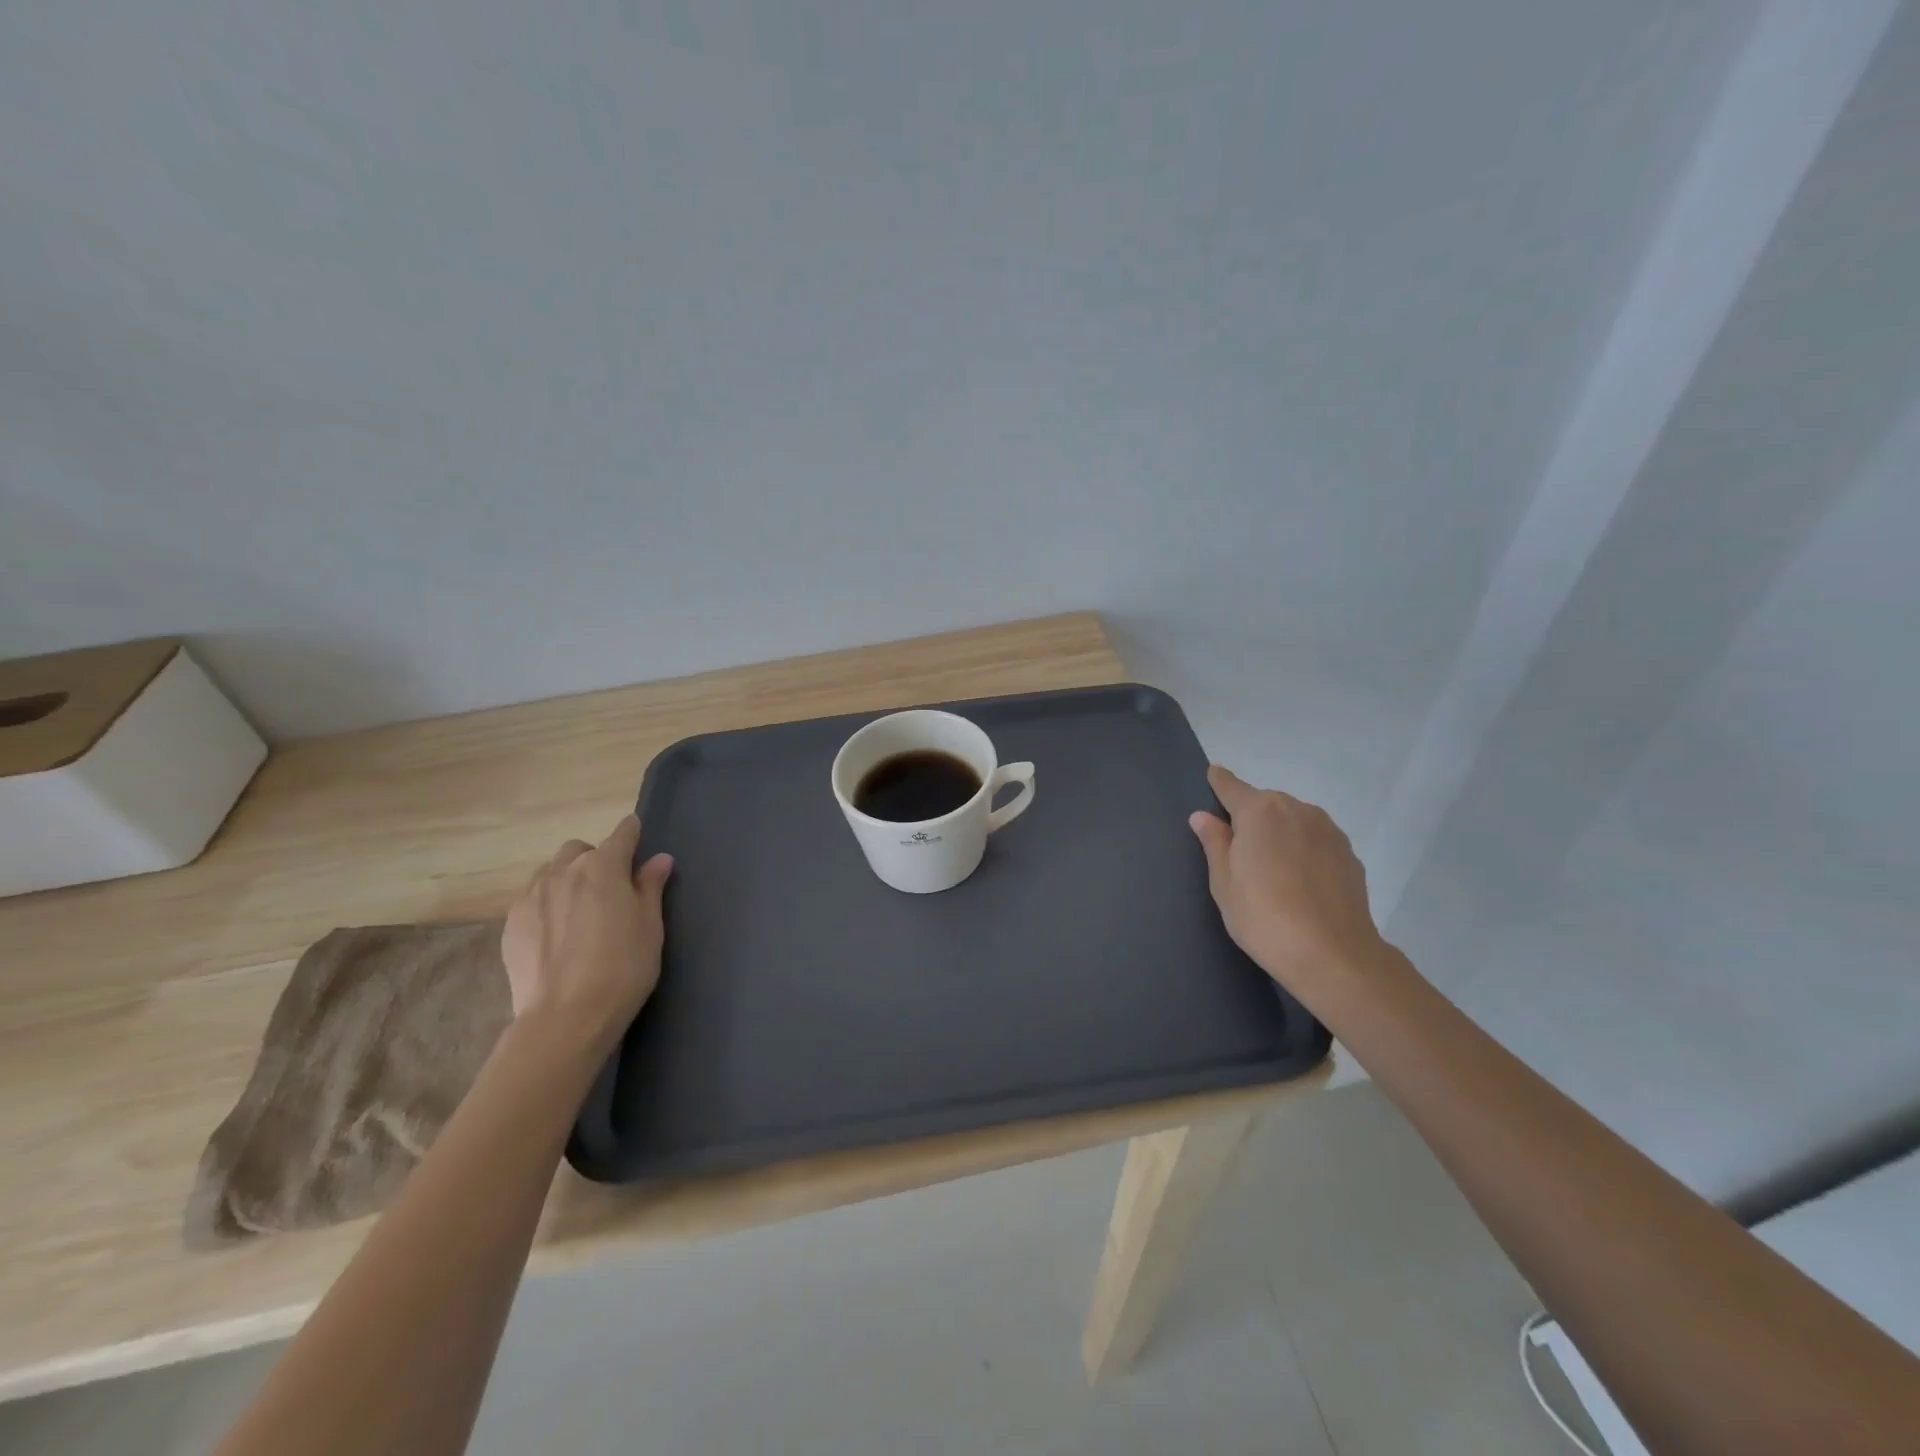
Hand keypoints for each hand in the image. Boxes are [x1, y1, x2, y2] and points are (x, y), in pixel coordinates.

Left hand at [500, 816, 673, 1048]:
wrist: (566, 1016)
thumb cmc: (623, 967)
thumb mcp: (650, 926)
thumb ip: (651, 887)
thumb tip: (659, 859)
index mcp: (604, 866)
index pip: (622, 834)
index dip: (633, 834)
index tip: (639, 840)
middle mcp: (565, 871)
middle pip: (581, 849)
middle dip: (596, 859)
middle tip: (610, 889)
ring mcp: (532, 895)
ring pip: (552, 871)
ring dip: (568, 878)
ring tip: (579, 910)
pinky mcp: (511, 922)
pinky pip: (532, 897)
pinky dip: (547, 903)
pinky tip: (557, 932)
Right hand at [1188, 765, 1387, 1007]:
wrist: (1334, 956)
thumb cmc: (1263, 917)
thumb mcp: (1224, 883)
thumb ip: (1214, 843)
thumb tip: (1203, 816)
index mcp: (1259, 811)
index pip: (1231, 785)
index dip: (1219, 781)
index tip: (1212, 775)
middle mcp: (1296, 809)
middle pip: (1264, 803)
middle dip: (1251, 818)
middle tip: (1239, 852)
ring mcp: (1328, 830)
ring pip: (1293, 820)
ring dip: (1279, 833)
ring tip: (1272, 870)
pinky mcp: (1349, 854)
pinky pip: (1315, 841)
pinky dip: (1303, 850)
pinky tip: (1299, 882)